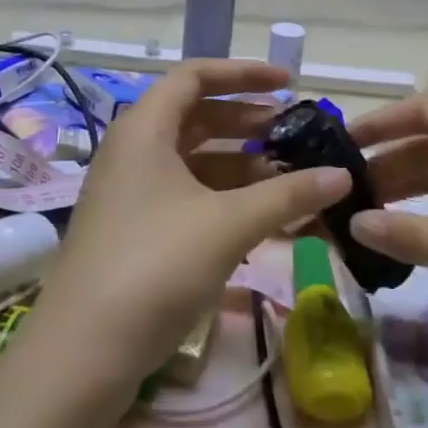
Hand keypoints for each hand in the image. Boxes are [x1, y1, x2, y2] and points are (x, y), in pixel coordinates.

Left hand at [19, 61, 349, 401]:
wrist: (83, 353)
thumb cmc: (156, 264)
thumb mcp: (230, 223)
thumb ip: (289, 193)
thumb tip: (343, 175)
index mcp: (145, 130)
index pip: (195, 76)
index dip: (244, 74)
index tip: (289, 85)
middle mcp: (132, 152)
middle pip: (196, 117)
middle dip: (247, 121)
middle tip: (293, 133)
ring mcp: (129, 193)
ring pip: (192, 160)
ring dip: (240, 162)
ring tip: (287, 175)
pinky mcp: (133, 230)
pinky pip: (185, 194)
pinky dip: (223, 196)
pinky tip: (259, 216)